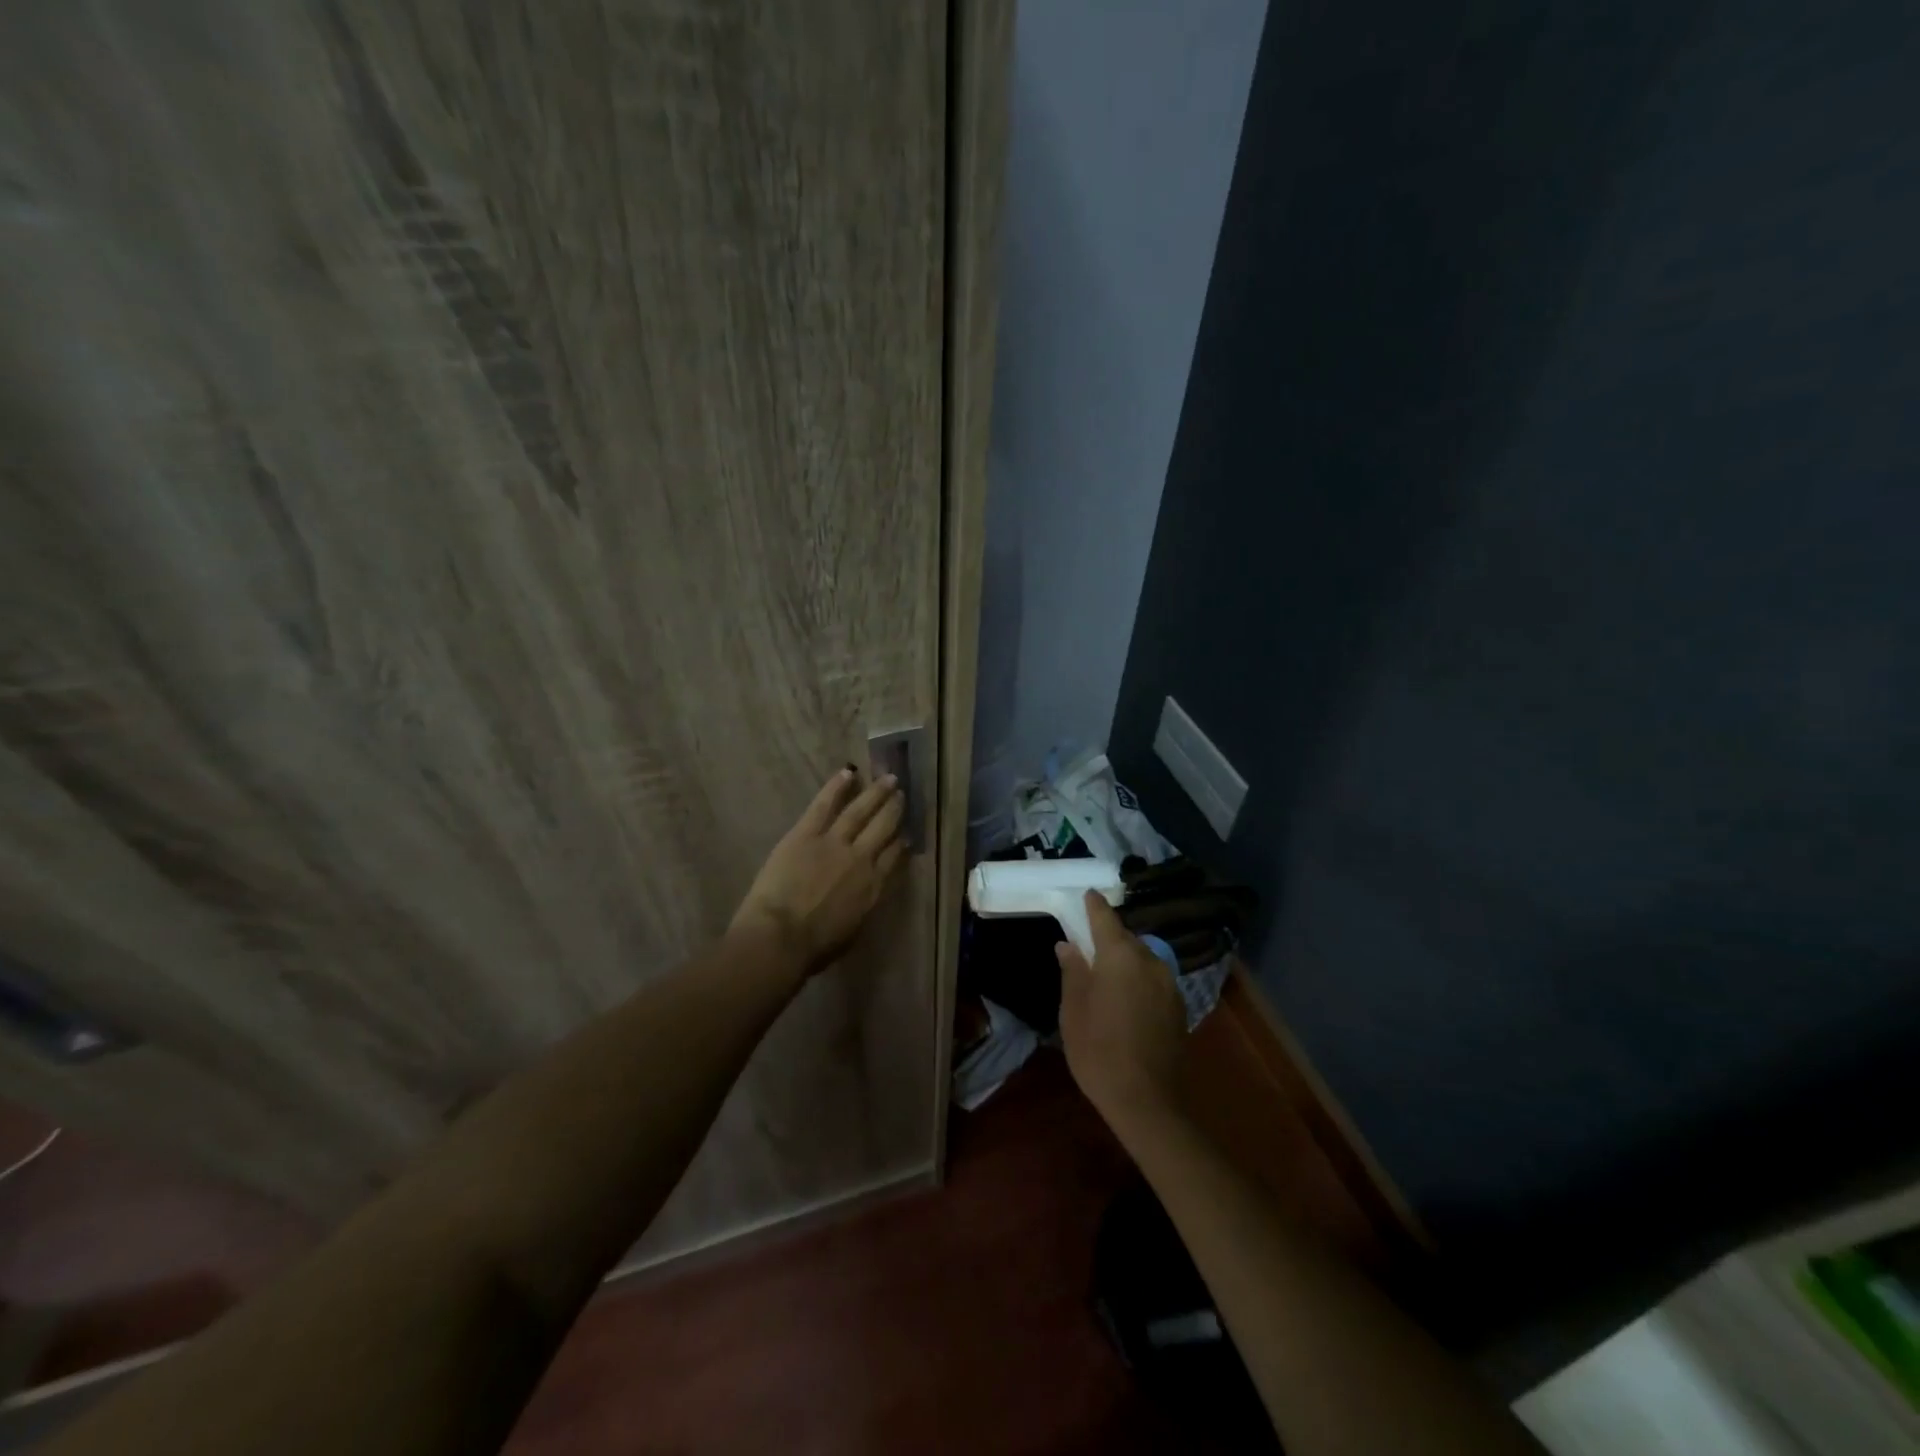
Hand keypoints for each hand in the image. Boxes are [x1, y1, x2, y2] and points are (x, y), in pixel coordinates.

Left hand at [730, 768, 906, 975]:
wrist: (781, 938)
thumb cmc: (814, 948)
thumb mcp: (852, 932)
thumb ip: (863, 906)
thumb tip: (866, 893)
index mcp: (873, 887)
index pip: (894, 857)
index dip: (901, 841)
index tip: (906, 832)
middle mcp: (861, 859)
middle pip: (884, 828)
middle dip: (894, 810)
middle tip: (902, 794)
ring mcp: (835, 842)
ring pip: (861, 811)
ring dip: (876, 793)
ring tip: (889, 778)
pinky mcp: (807, 833)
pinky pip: (825, 804)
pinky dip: (837, 787)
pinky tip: (848, 772)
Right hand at [1056, 891, 1187, 1137]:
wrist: (1147, 1102)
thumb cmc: (1098, 1051)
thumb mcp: (1073, 1010)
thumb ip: (1072, 971)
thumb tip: (1068, 945)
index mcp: (1120, 956)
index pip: (1105, 917)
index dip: (1093, 905)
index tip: (1086, 894)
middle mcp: (1150, 961)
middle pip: (1125, 937)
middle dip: (1107, 936)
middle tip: (1087, 942)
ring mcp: (1169, 984)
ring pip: (1142, 958)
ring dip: (1124, 959)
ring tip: (1105, 973)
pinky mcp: (1178, 1006)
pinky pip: (1153, 979)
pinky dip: (1138, 978)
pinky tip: (1125, 998)